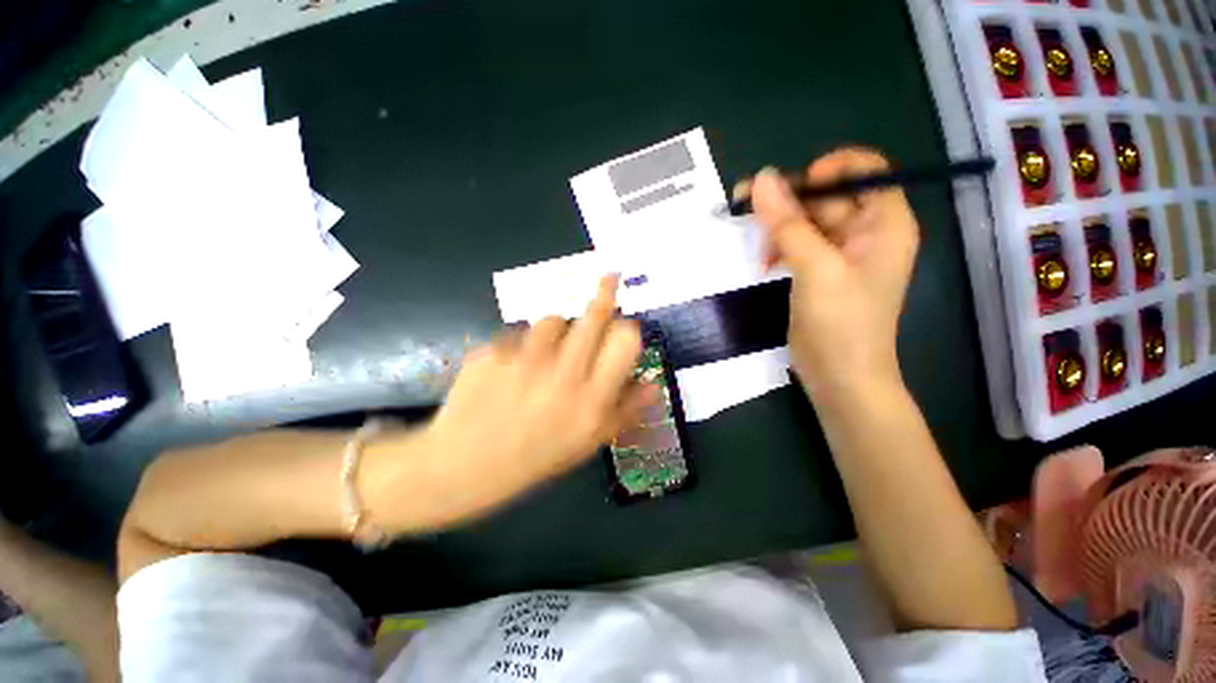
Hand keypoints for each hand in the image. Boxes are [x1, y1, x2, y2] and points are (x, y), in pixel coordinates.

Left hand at [408, 275, 657, 526]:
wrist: (465, 464)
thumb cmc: (536, 456)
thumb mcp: (588, 443)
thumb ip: (626, 411)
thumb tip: (654, 384)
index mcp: (592, 399)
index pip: (625, 340)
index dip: (628, 327)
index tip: (624, 323)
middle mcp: (563, 374)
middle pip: (594, 314)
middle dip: (605, 291)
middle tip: (609, 277)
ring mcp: (525, 359)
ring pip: (555, 318)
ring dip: (558, 329)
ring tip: (546, 352)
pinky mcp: (494, 351)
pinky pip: (519, 332)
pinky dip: (522, 342)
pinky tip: (512, 366)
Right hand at [748, 149, 919, 398]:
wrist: (839, 376)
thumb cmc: (841, 323)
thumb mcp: (816, 269)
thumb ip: (788, 224)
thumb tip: (761, 179)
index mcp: (884, 223)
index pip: (863, 170)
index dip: (828, 169)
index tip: (791, 187)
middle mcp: (865, 232)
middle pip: (826, 196)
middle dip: (786, 200)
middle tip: (743, 203)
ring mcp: (839, 253)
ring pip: (805, 220)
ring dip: (776, 227)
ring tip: (754, 245)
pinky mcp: (817, 271)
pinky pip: (796, 244)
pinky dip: (777, 247)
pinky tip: (763, 262)